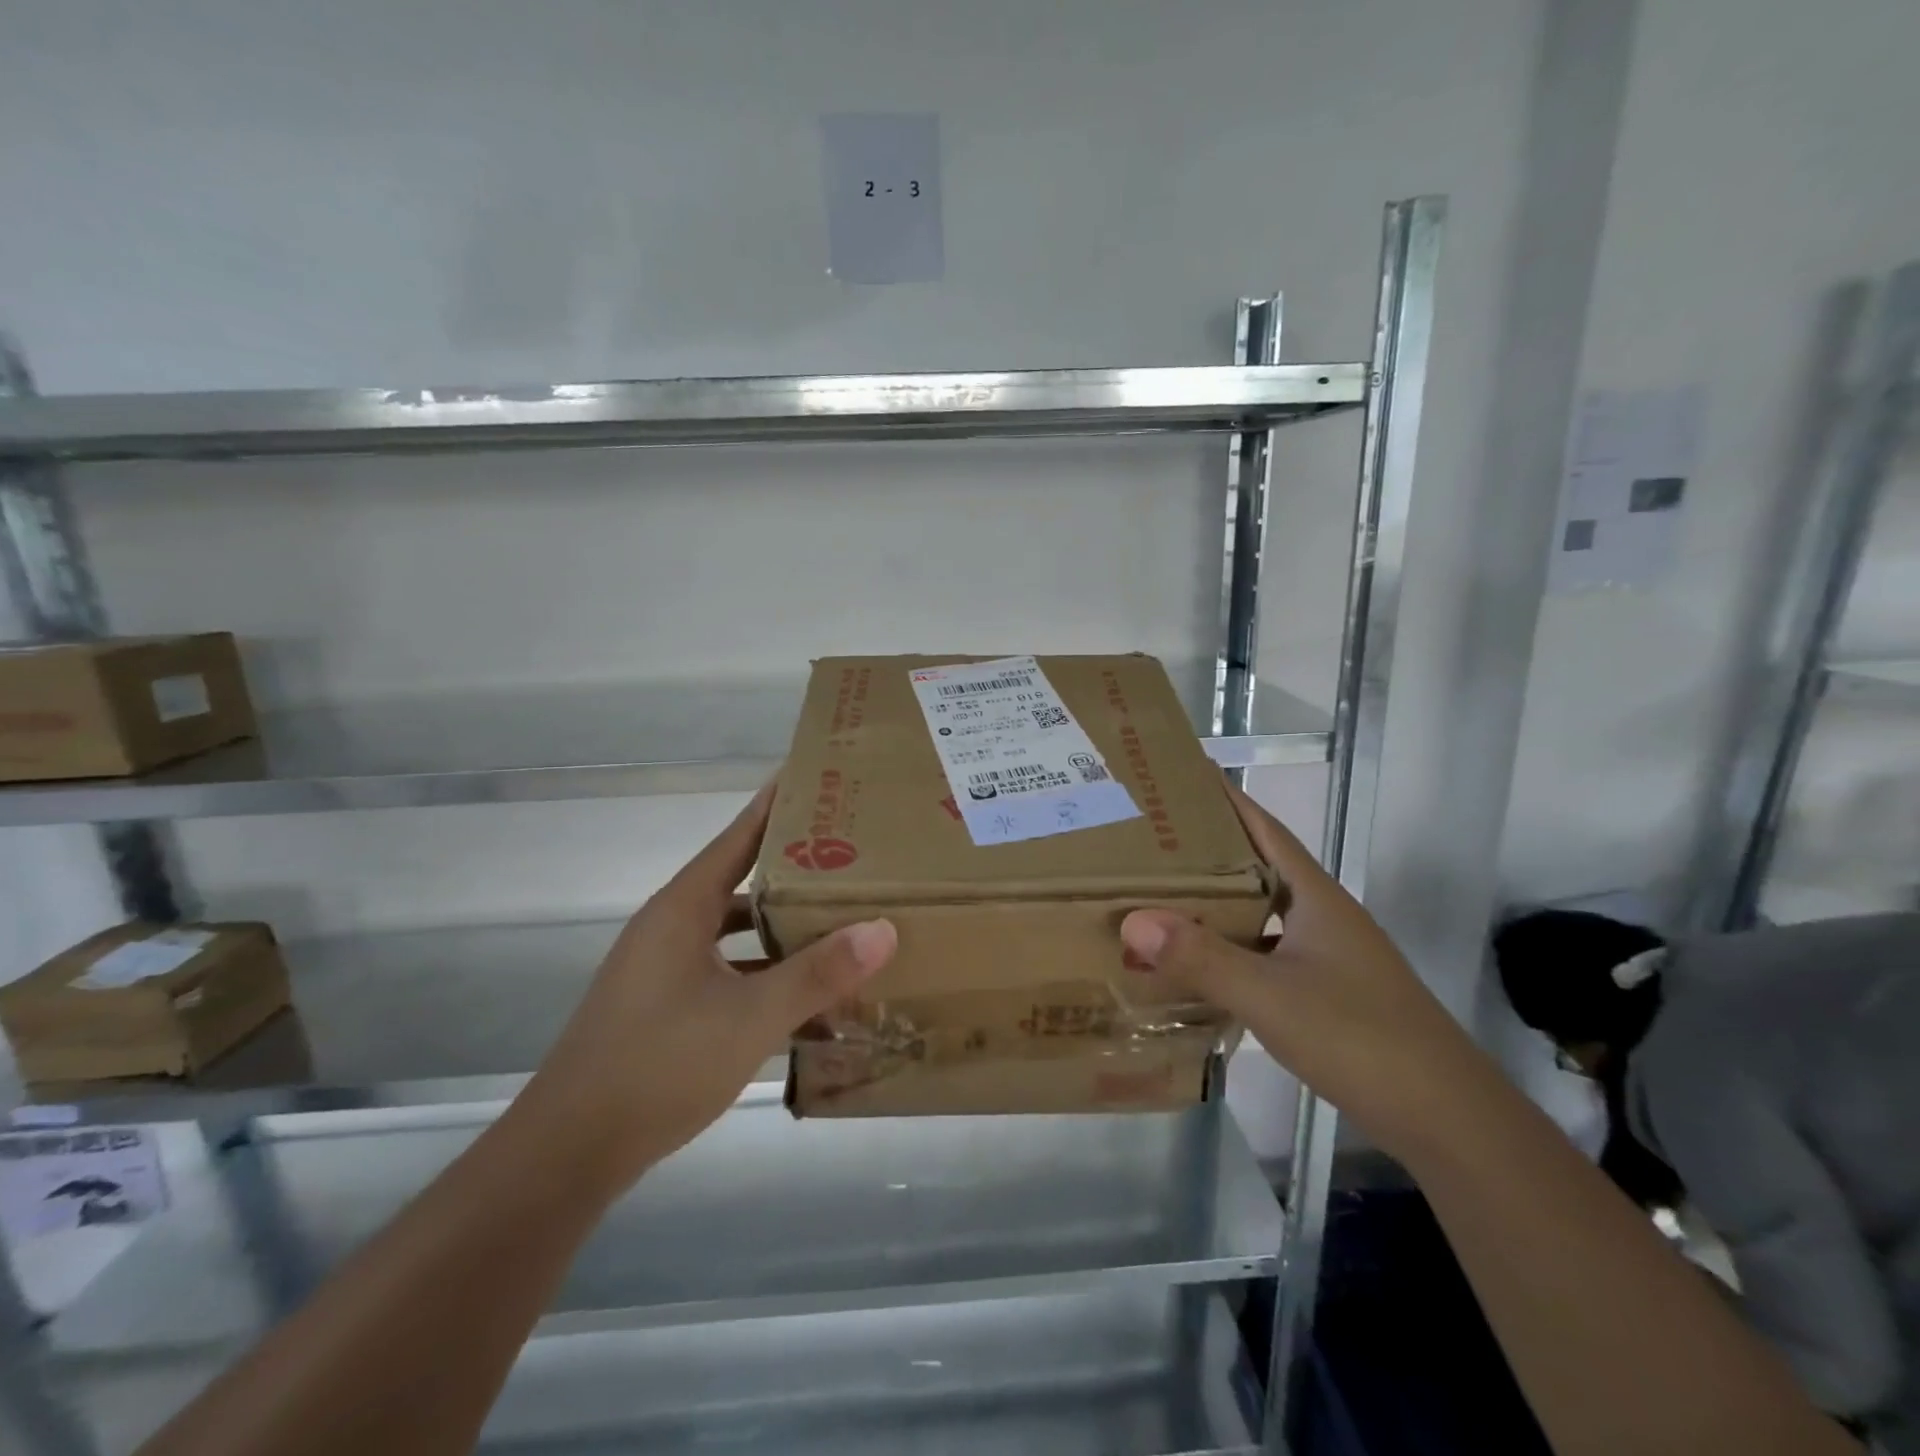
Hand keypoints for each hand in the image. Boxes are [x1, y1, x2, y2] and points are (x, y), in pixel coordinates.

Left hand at [513, 781, 896, 1194]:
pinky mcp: (663, 1008)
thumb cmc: (660, 1064)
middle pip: (742, 883)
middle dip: (795, 873)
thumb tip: (884, 929)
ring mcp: (663, 970)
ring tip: (841, 928)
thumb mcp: (751, 1017)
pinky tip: (806, 1003)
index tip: (815, 779)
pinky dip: (764, 978)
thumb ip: (818, 973)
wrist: (568, 1153)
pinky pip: (726, 974)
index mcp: (683, 908)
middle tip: (851, 859)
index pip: (738, 837)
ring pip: (736, 935)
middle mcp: (671, 927)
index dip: (775, 806)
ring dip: (782, 934)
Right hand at [1120, 779, 1478, 1160]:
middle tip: (1150, 841)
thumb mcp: (1269, 995)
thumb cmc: (1358, 1036)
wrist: (1445, 1117)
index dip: (1228, 801)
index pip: (1266, 830)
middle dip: (1209, 852)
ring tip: (1161, 897)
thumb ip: (1201, 958)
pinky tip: (1198, 966)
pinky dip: (1230, 952)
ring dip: (1217, 905)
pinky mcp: (1326, 994)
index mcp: (1316, 899)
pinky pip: (1264, 955)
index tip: (1184, 777)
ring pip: (1260, 916)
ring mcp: (1328, 958)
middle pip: (1258, 869)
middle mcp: (1323, 918)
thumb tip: (1133, 920)